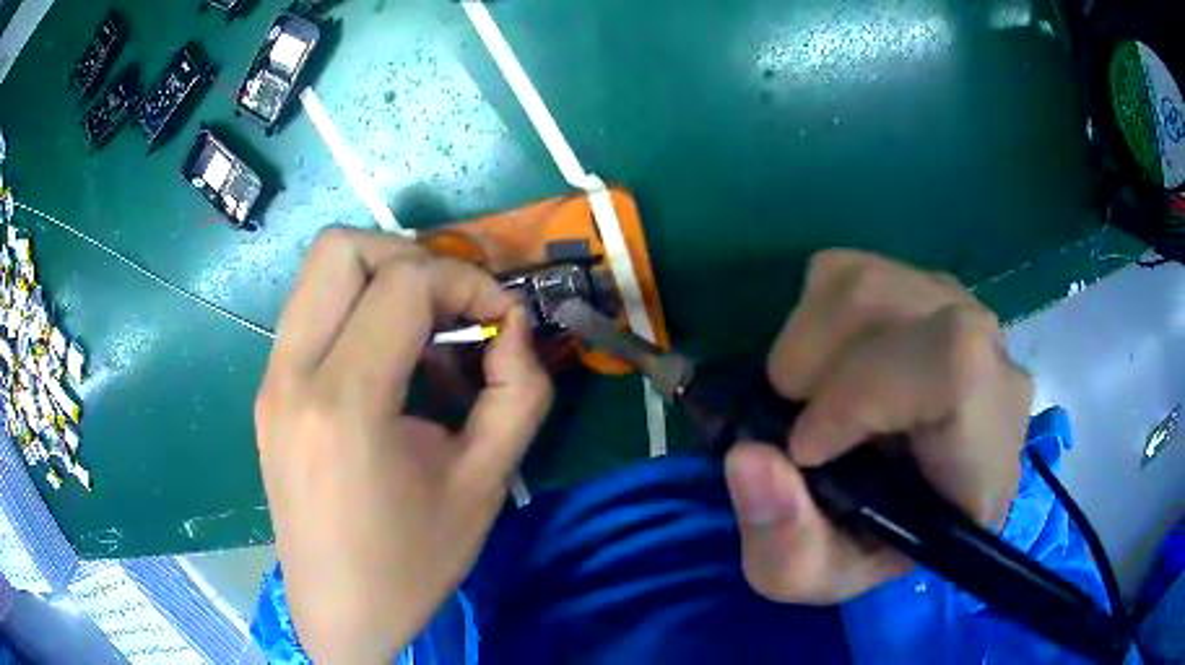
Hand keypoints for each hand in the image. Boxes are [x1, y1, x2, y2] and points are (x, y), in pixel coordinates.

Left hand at [255, 228, 552, 662]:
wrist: (338, 612)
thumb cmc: (411, 563)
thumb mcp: (485, 484)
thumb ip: (518, 392)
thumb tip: (514, 328)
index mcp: (344, 404)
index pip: (403, 282)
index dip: (466, 282)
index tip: (501, 320)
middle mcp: (292, 375)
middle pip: (341, 248)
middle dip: (411, 257)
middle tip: (452, 308)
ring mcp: (270, 380)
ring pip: (319, 272)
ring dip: (381, 280)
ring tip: (424, 336)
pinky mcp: (268, 392)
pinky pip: (311, 313)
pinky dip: (357, 310)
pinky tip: (389, 366)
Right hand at [724, 250, 1032, 603]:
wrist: (901, 507)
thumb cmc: (868, 549)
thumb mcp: (813, 576)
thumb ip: (784, 542)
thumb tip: (746, 457)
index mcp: (986, 462)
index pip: (957, 369)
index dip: (867, 392)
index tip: (804, 446)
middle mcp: (994, 371)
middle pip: (907, 308)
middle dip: (820, 361)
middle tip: (791, 421)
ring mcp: (964, 318)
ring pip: (873, 279)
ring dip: (808, 337)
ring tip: (803, 395)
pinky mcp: (926, 291)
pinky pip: (857, 269)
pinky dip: (814, 313)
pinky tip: (828, 364)